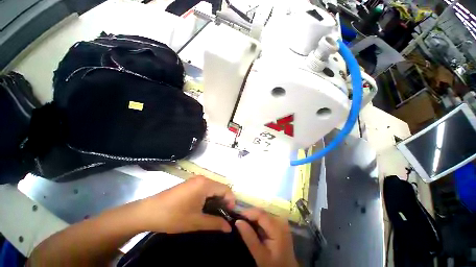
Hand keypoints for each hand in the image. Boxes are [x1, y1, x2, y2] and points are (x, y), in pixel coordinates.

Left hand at [136, 176, 235, 233]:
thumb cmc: (173, 216)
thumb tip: (229, 228)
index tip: (229, 214)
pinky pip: (205, 187)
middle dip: (224, 200)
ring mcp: (195, 180)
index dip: (231, 201)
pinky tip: (204, 207)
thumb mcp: (196, 222)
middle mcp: (202, 178)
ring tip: (214, 212)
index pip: (226, 189)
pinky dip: (209, 196)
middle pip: (220, 187)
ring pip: (213, 187)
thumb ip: (215, 223)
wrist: (148, 212)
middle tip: (222, 215)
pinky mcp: (190, 183)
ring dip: (216, 199)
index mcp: (205, 184)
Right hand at [236, 209, 297, 266]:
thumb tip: (238, 221)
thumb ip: (249, 238)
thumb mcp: (260, 255)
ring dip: (252, 217)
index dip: (247, 212)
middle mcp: (280, 221)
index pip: (260, 213)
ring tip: (242, 222)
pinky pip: (266, 219)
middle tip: (238, 220)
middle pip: (262, 212)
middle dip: (249, 214)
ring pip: (263, 214)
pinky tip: (251, 227)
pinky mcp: (279, 225)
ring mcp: (281, 222)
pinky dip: (257, 221)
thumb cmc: (274, 265)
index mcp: (277, 228)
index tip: (236, 216)